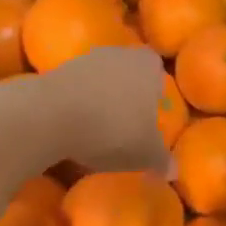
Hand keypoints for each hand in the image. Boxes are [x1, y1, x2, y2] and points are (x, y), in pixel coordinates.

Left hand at [31, 45, 171, 173]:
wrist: (52, 116)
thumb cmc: (112, 129)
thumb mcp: (144, 153)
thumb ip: (162, 159)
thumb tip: (173, 170)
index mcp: (147, 65)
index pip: (157, 68)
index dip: (155, 88)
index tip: (150, 111)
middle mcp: (119, 54)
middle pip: (128, 70)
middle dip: (128, 91)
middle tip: (126, 120)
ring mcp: (86, 59)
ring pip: (101, 77)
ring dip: (100, 96)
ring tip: (99, 127)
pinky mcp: (58, 70)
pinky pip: (77, 87)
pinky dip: (78, 102)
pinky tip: (75, 126)